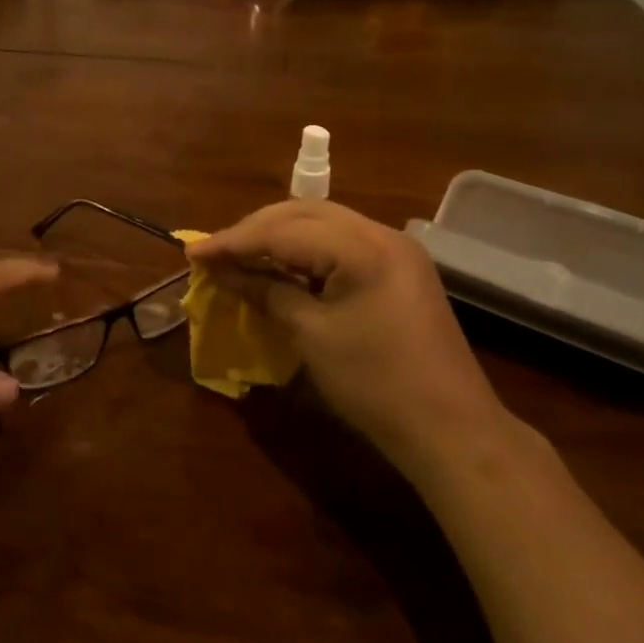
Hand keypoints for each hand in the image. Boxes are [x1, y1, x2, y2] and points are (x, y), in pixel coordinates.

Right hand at [186, 200, 506, 470]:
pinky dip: (306, 252)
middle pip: (304, 213)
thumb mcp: (312, 336)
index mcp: (362, 247)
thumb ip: (268, 293)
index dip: (234, 241)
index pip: (284, 230)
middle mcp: (382, 234)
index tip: (193, 252)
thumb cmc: (375, 384)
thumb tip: (226, 273)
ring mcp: (396, 250)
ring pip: (323, 224)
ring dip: (279, 237)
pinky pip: (342, 245)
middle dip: (255, 230)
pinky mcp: (400, 270)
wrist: (450, 428)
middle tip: (216, 252)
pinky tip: (282, 268)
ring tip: (241, 256)